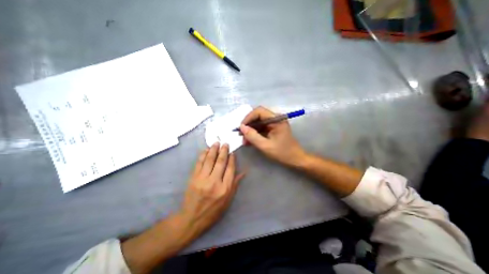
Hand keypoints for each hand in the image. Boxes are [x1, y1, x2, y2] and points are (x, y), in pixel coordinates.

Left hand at [179, 144, 242, 237]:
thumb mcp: (228, 201)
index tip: (232, 153)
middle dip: (223, 151)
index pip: (230, 169)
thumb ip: (235, 184)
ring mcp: (202, 179)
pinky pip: (199, 163)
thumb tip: (244, 172)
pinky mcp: (193, 178)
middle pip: (220, 162)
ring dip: (213, 150)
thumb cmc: (213, 211)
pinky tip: (206, 149)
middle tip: (225, 143)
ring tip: (216, 143)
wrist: (192, 218)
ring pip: (209, 160)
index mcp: (224, 188)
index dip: (232, 159)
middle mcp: (214, 182)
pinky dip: (203, 155)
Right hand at [240, 106, 304, 166]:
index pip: (259, 111)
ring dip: (250, 130)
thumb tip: (241, 127)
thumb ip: (253, 136)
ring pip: (258, 122)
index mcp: (277, 119)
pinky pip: (261, 127)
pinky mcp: (273, 128)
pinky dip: (255, 133)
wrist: (295, 159)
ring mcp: (274, 123)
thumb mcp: (265, 146)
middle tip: (241, 135)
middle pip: (258, 116)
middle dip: (248, 125)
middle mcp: (276, 118)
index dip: (248, 118)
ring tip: (245, 141)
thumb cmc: (282, 153)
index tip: (241, 128)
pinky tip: (250, 141)